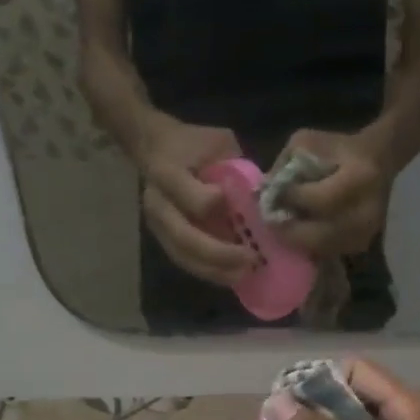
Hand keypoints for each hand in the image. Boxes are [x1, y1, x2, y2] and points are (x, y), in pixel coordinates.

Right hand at [139, 120, 254, 285]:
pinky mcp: (162, 238)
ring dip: (215, 270)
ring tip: (243, 275)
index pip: (191, 198)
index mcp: (168, 172)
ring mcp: (157, 224)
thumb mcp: (218, 143)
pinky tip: (231, 276)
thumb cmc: (193, 143)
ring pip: (183, 255)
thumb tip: (266, 198)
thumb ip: (236, 168)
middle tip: (251, 260)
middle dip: (220, 253)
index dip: (216, 207)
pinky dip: (208, 271)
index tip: (244, 210)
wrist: (154, 146)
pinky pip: (184, 261)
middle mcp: (158, 202)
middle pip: (185, 237)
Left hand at [270, 129, 388, 257]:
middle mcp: (365, 211)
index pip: (318, 200)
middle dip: (290, 229)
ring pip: (322, 247)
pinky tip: (301, 232)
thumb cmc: (339, 148)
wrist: (379, 160)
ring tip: (284, 228)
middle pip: (319, 234)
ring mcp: (366, 232)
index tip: (273, 197)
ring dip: (299, 240)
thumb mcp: (309, 142)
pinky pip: (329, 252)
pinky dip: (311, 245)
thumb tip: (263, 192)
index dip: (292, 201)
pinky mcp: (362, 244)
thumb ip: (285, 164)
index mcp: (358, 178)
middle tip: (271, 222)